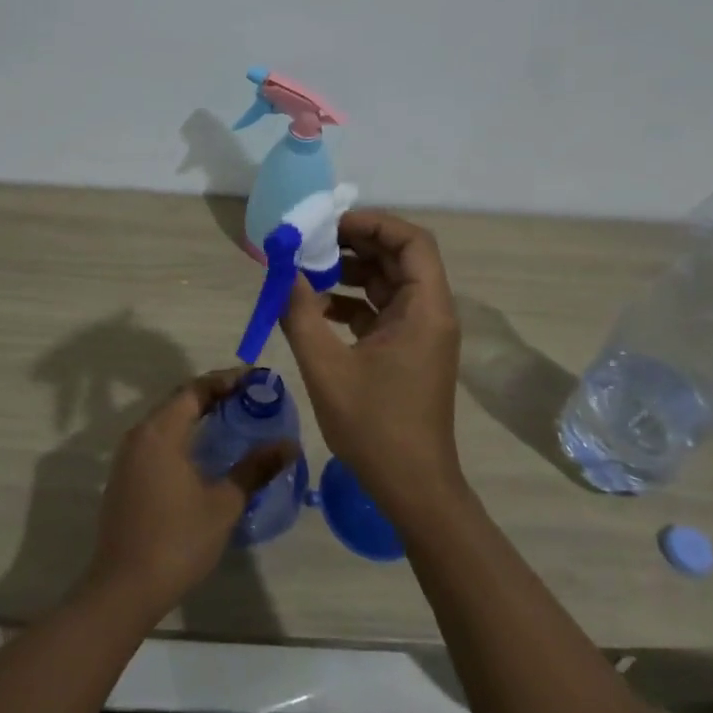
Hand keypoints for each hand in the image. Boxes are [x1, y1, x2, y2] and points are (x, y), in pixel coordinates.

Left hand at [83, 370, 297, 623]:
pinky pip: (158, 439)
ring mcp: (128, 457)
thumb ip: (255, 468)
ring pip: (167, 420)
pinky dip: (183, 433)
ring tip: (232, 417)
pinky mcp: (125, 477)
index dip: (226, 380)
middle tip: (249, 396)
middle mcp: (140, 435)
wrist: (123, 589)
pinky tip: (203, 450)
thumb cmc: (177, 541)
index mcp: (161, 432)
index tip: (256, 378)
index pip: (196, 389)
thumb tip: (289, 445)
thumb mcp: (223, 504)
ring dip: (197, 414)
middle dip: (214, 394)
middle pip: (180, 400)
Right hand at [280, 210, 465, 522]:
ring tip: (308, 271)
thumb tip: (283, 272)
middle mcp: (429, 312)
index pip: (413, 242)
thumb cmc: (375, 427)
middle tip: (312, 242)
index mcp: (425, 309)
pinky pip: (381, 309)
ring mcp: (420, 332)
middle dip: (355, 244)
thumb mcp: (327, 368)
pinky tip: (316, 309)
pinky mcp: (407, 350)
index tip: (331, 225)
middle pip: (399, 257)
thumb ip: (301, 315)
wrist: (413, 489)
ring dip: (350, 272)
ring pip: (388, 282)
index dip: (374, 224)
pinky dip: (351, 302)